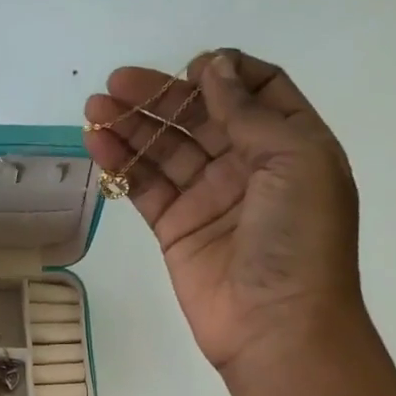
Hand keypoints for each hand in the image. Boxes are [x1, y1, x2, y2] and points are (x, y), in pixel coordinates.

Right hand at [82, 49, 395, 395]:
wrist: (278, 327)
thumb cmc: (300, 239)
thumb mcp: (295, 159)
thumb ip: (249, 113)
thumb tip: (214, 68)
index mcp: (291, 145)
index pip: (257, 92)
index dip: (225, 74)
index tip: (192, 69)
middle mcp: (249, 167)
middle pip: (200, 117)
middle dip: (161, 96)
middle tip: (118, 83)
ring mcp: (209, 198)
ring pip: (166, 149)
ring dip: (132, 125)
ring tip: (95, 107)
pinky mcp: (175, 228)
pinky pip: (145, 186)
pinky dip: (122, 163)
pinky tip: (97, 142)